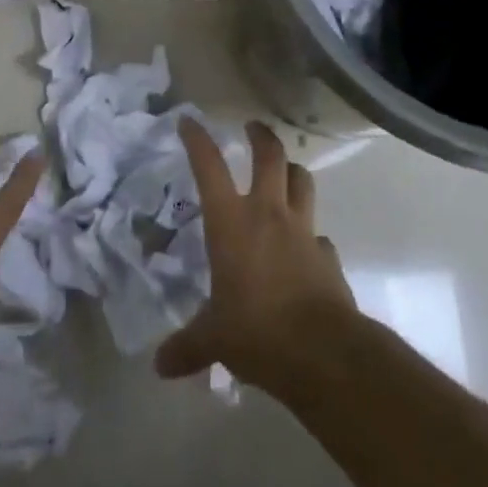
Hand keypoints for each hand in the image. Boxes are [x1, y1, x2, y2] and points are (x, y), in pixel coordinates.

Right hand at [154, 118, 359, 395]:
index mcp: (231, 222)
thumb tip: (160, 365)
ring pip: (301, 181)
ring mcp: (302, 230)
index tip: (188, 120)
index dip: (197, 140)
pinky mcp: (328, 255)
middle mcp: (268, 214)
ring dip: (292, 171)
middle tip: (252, 127)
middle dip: (261, 136)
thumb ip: (188, 346)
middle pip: (269, 156)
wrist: (323, 352)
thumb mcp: (214, 340)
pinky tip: (305, 249)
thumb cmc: (257, 332)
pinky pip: (319, 234)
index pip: (209, 167)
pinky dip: (310, 234)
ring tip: (284, 172)